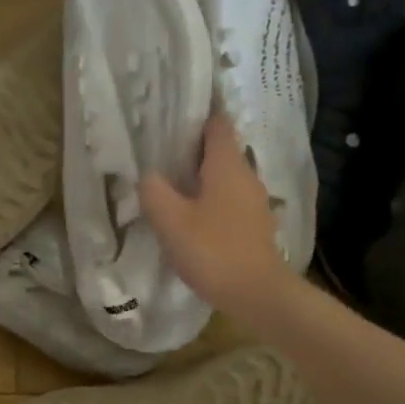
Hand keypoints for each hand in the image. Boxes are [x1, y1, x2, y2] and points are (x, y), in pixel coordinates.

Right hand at [142, 112, 296, 324]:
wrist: (257, 294)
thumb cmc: (213, 250)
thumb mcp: (171, 220)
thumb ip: (154, 191)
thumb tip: (147, 174)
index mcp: (227, 165)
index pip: (217, 123)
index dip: (199, 112)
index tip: (175, 110)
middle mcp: (246, 175)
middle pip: (220, 149)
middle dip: (193, 146)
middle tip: (161, 149)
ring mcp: (254, 201)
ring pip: (224, 176)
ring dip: (200, 175)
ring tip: (171, 182)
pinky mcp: (254, 224)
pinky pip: (229, 198)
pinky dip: (210, 197)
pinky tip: (191, 214)